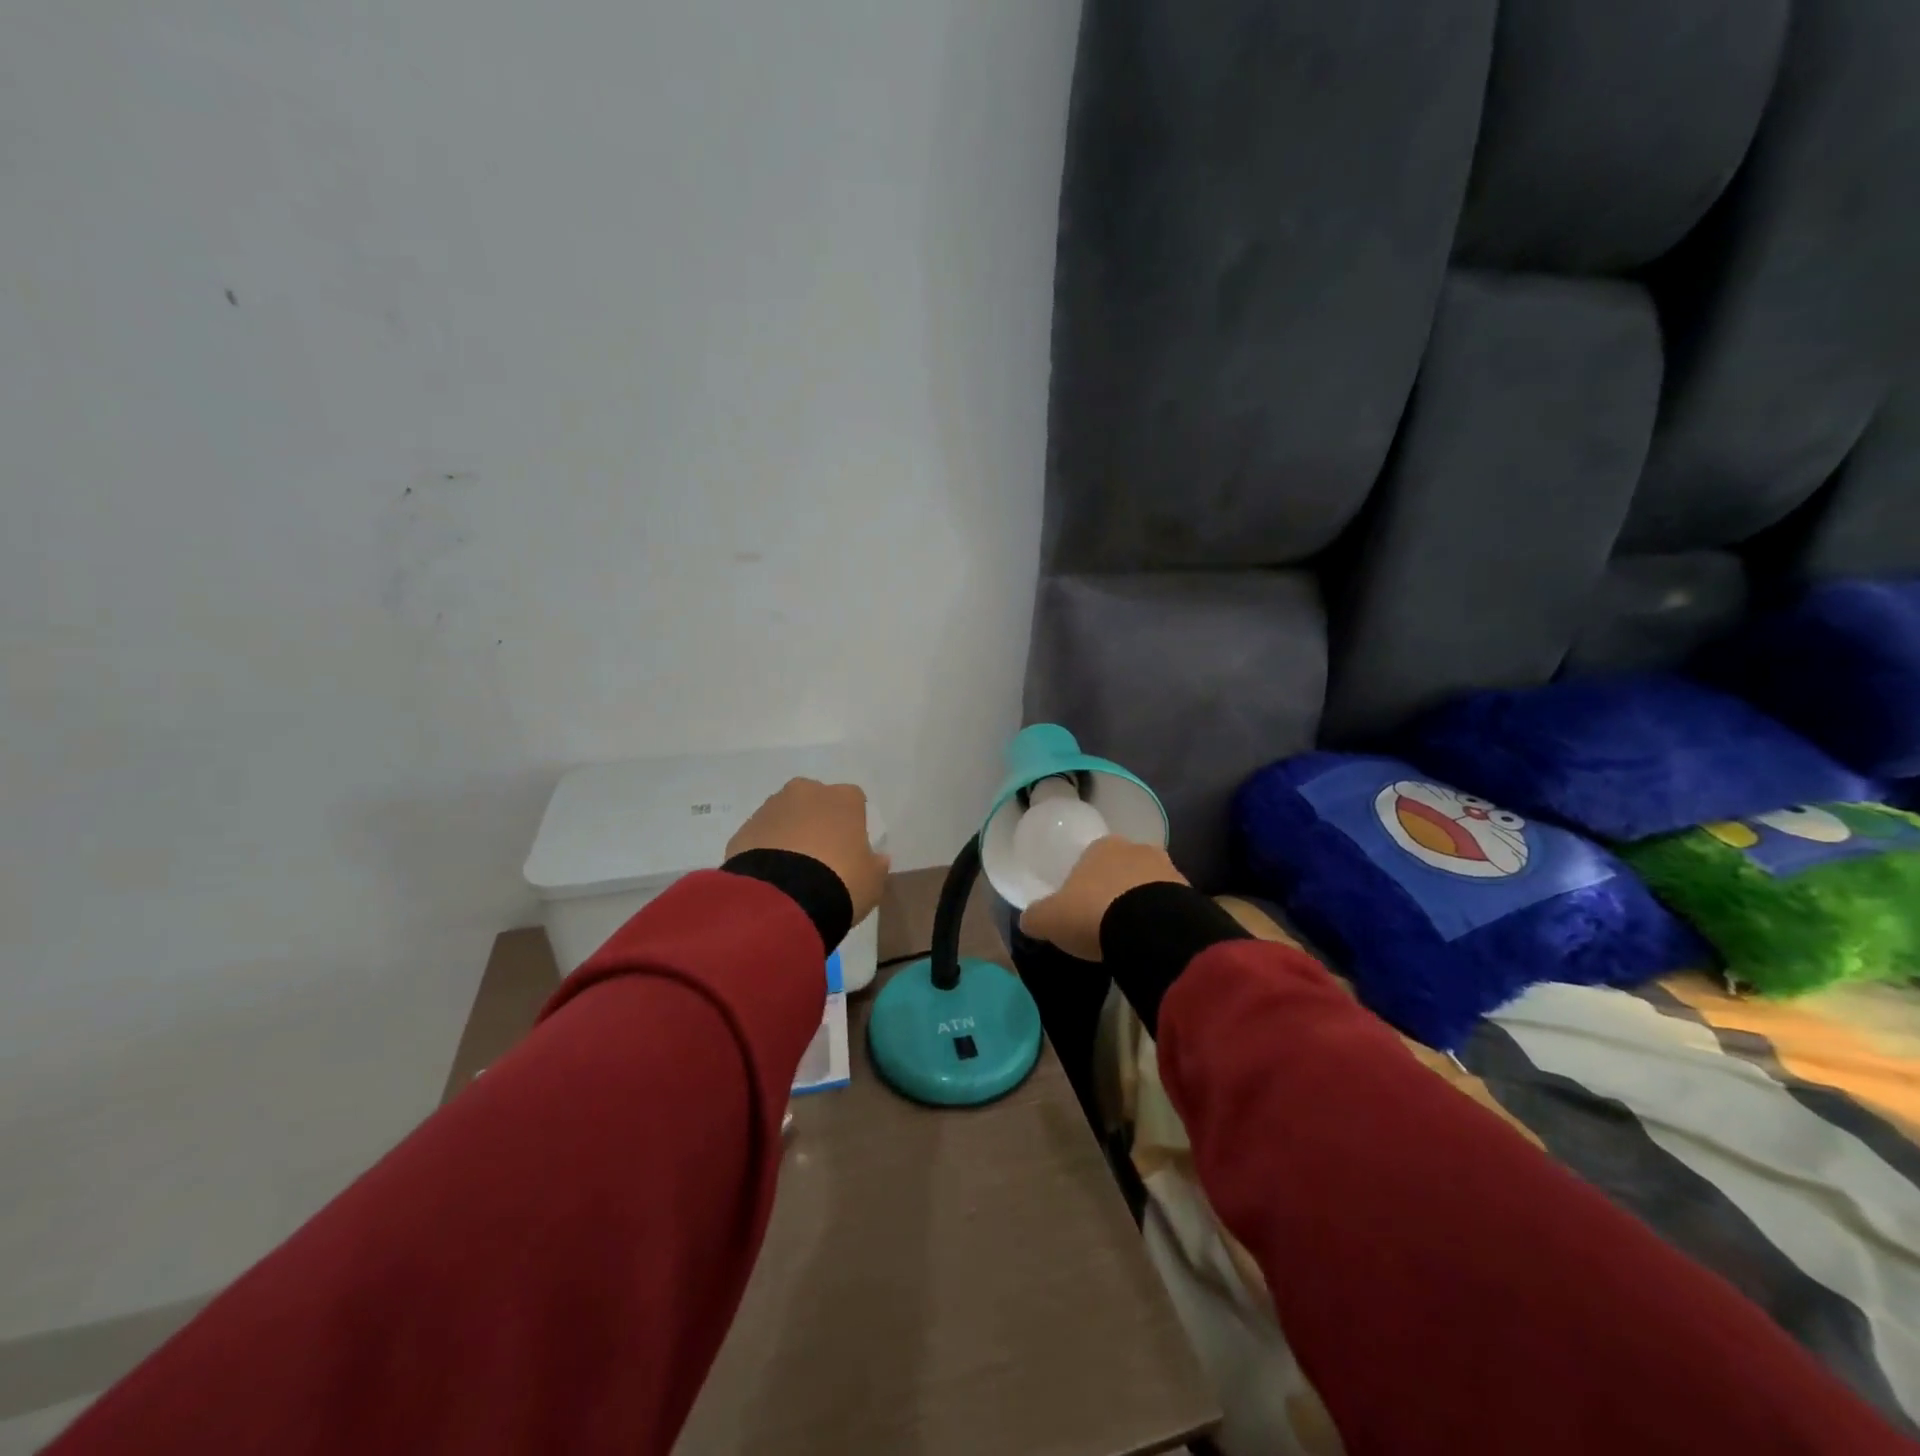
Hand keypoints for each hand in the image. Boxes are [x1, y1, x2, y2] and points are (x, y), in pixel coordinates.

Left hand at [727, 779, 889, 925]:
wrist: (783, 899)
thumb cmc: (840, 881)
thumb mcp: (873, 880)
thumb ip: (876, 864)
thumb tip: (878, 857)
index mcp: (843, 798)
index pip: (853, 801)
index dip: (852, 824)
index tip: (850, 848)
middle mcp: (806, 792)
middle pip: (815, 801)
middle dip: (817, 822)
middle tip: (820, 856)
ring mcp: (771, 807)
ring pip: (785, 816)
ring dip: (789, 834)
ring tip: (791, 871)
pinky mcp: (744, 829)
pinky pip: (762, 836)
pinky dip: (766, 850)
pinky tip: (771, 878)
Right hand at [1019, 836, 1186, 960]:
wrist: (1149, 930)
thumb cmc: (1092, 914)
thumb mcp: (1050, 919)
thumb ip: (1035, 916)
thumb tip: (1028, 919)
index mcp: (1102, 847)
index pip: (1091, 858)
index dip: (1085, 881)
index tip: (1081, 906)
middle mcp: (1137, 849)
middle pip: (1123, 868)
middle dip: (1116, 889)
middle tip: (1106, 920)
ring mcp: (1168, 870)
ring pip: (1149, 885)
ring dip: (1142, 903)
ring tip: (1132, 934)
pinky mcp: (1191, 894)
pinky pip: (1171, 906)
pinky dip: (1162, 919)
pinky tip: (1153, 940)